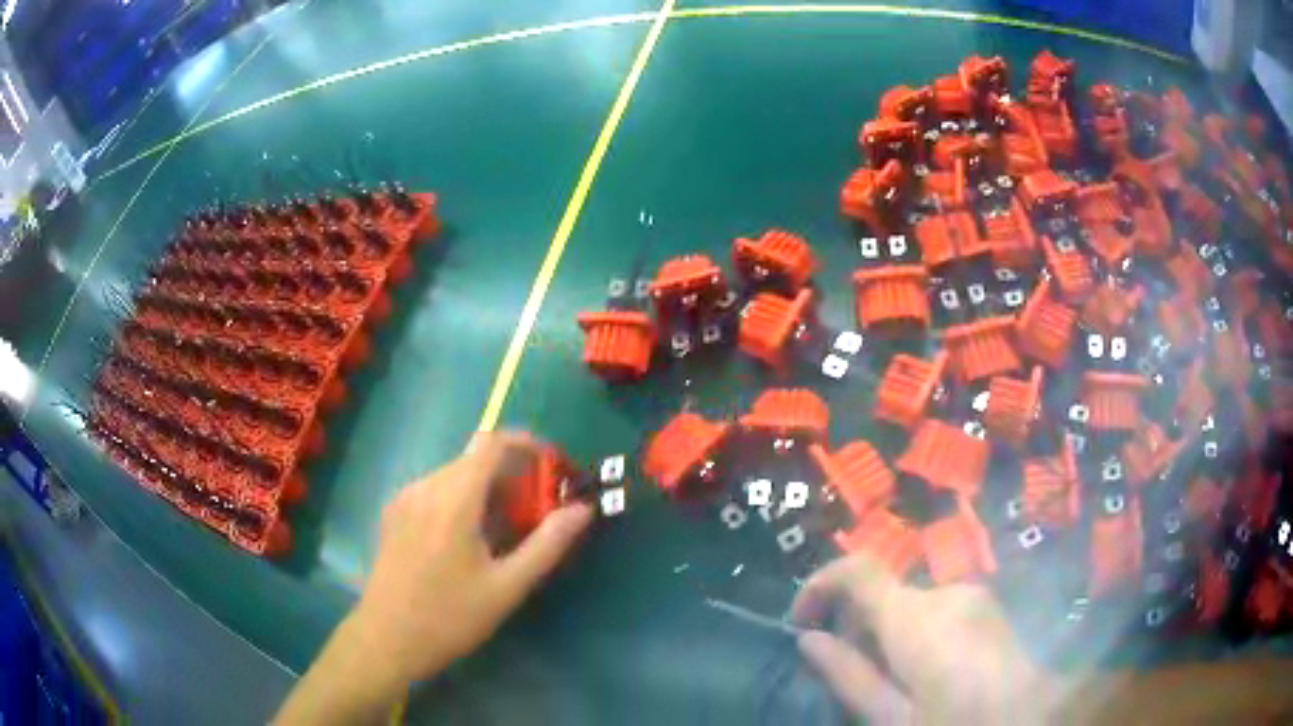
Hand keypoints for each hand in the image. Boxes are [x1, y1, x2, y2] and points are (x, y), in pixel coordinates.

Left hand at [353, 431, 593, 682]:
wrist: (387, 638)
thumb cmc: (450, 617)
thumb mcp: (507, 587)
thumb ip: (547, 544)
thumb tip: (582, 509)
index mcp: (453, 500)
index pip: (491, 443)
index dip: (526, 443)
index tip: (552, 466)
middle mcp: (425, 487)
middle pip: (474, 459)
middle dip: (511, 474)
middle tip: (536, 509)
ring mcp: (404, 498)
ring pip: (454, 474)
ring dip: (486, 488)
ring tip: (506, 529)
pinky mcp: (394, 513)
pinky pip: (435, 489)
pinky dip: (461, 498)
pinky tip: (469, 539)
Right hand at [791, 553, 1058, 723]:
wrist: (1032, 719)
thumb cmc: (956, 724)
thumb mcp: (892, 718)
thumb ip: (849, 675)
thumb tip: (809, 639)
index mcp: (917, 618)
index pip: (858, 570)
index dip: (820, 585)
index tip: (800, 622)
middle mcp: (946, 593)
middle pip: (883, 592)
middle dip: (855, 624)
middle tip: (847, 672)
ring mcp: (973, 596)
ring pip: (909, 603)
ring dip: (886, 632)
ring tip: (890, 680)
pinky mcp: (987, 605)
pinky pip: (936, 608)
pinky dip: (915, 631)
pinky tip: (925, 672)